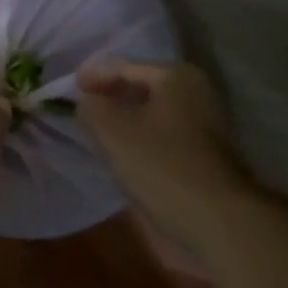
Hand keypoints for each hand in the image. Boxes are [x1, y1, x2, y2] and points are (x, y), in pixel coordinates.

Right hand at [77, 60, 248, 251]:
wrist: (218, 221)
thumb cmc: (162, 165)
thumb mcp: (113, 131)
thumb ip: (92, 107)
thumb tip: (85, 100)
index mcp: (176, 76)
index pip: (124, 67)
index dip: (94, 76)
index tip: (70, 89)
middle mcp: (196, 91)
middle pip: (142, 87)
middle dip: (111, 96)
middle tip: (83, 108)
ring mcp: (207, 123)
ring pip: (154, 112)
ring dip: (127, 118)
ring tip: (99, 131)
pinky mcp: (208, 153)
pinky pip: (165, 133)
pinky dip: (143, 137)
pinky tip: (126, 152)